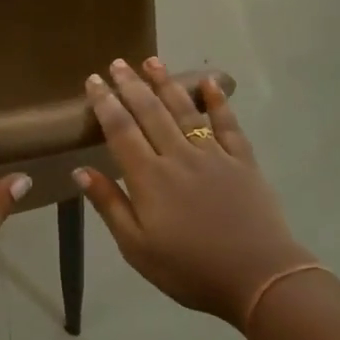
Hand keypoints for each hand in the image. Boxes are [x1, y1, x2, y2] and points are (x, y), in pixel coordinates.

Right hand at [76, 58, 316, 328]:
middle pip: (150, 112)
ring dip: (166, 84)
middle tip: (117, 62)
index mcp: (148, 178)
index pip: (120, 130)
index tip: (94, 81)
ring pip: (185, 111)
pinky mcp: (242, 161)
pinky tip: (209, 83)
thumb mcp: (136, 248)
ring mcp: (213, 155)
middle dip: (131, 85)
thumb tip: (81, 170)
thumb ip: (109, 205)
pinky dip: (218, 102)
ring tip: (152, 61)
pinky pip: (228, 124)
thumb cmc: (189, 269)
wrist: (259, 278)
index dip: (105, 103)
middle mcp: (178, 156)